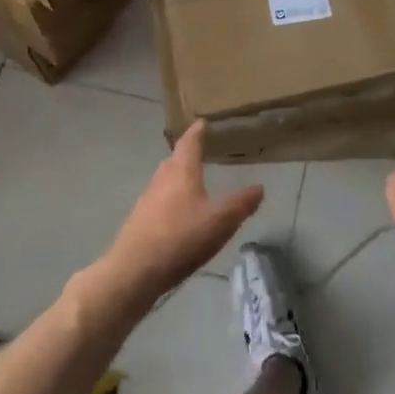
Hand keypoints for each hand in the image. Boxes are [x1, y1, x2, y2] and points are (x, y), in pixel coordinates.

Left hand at [93, 122, 262, 310]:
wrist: (135, 271)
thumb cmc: (181, 237)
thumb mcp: (220, 220)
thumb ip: (241, 203)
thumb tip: (259, 187)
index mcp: (182, 171)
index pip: (189, 143)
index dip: (197, 132)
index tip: (201, 123)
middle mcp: (161, 180)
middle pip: (174, 160)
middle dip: (186, 155)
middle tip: (200, 152)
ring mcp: (147, 201)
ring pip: (164, 181)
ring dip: (177, 179)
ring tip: (191, 184)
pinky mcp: (139, 222)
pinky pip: (158, 202)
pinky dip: (170, 201)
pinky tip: (178, 217)